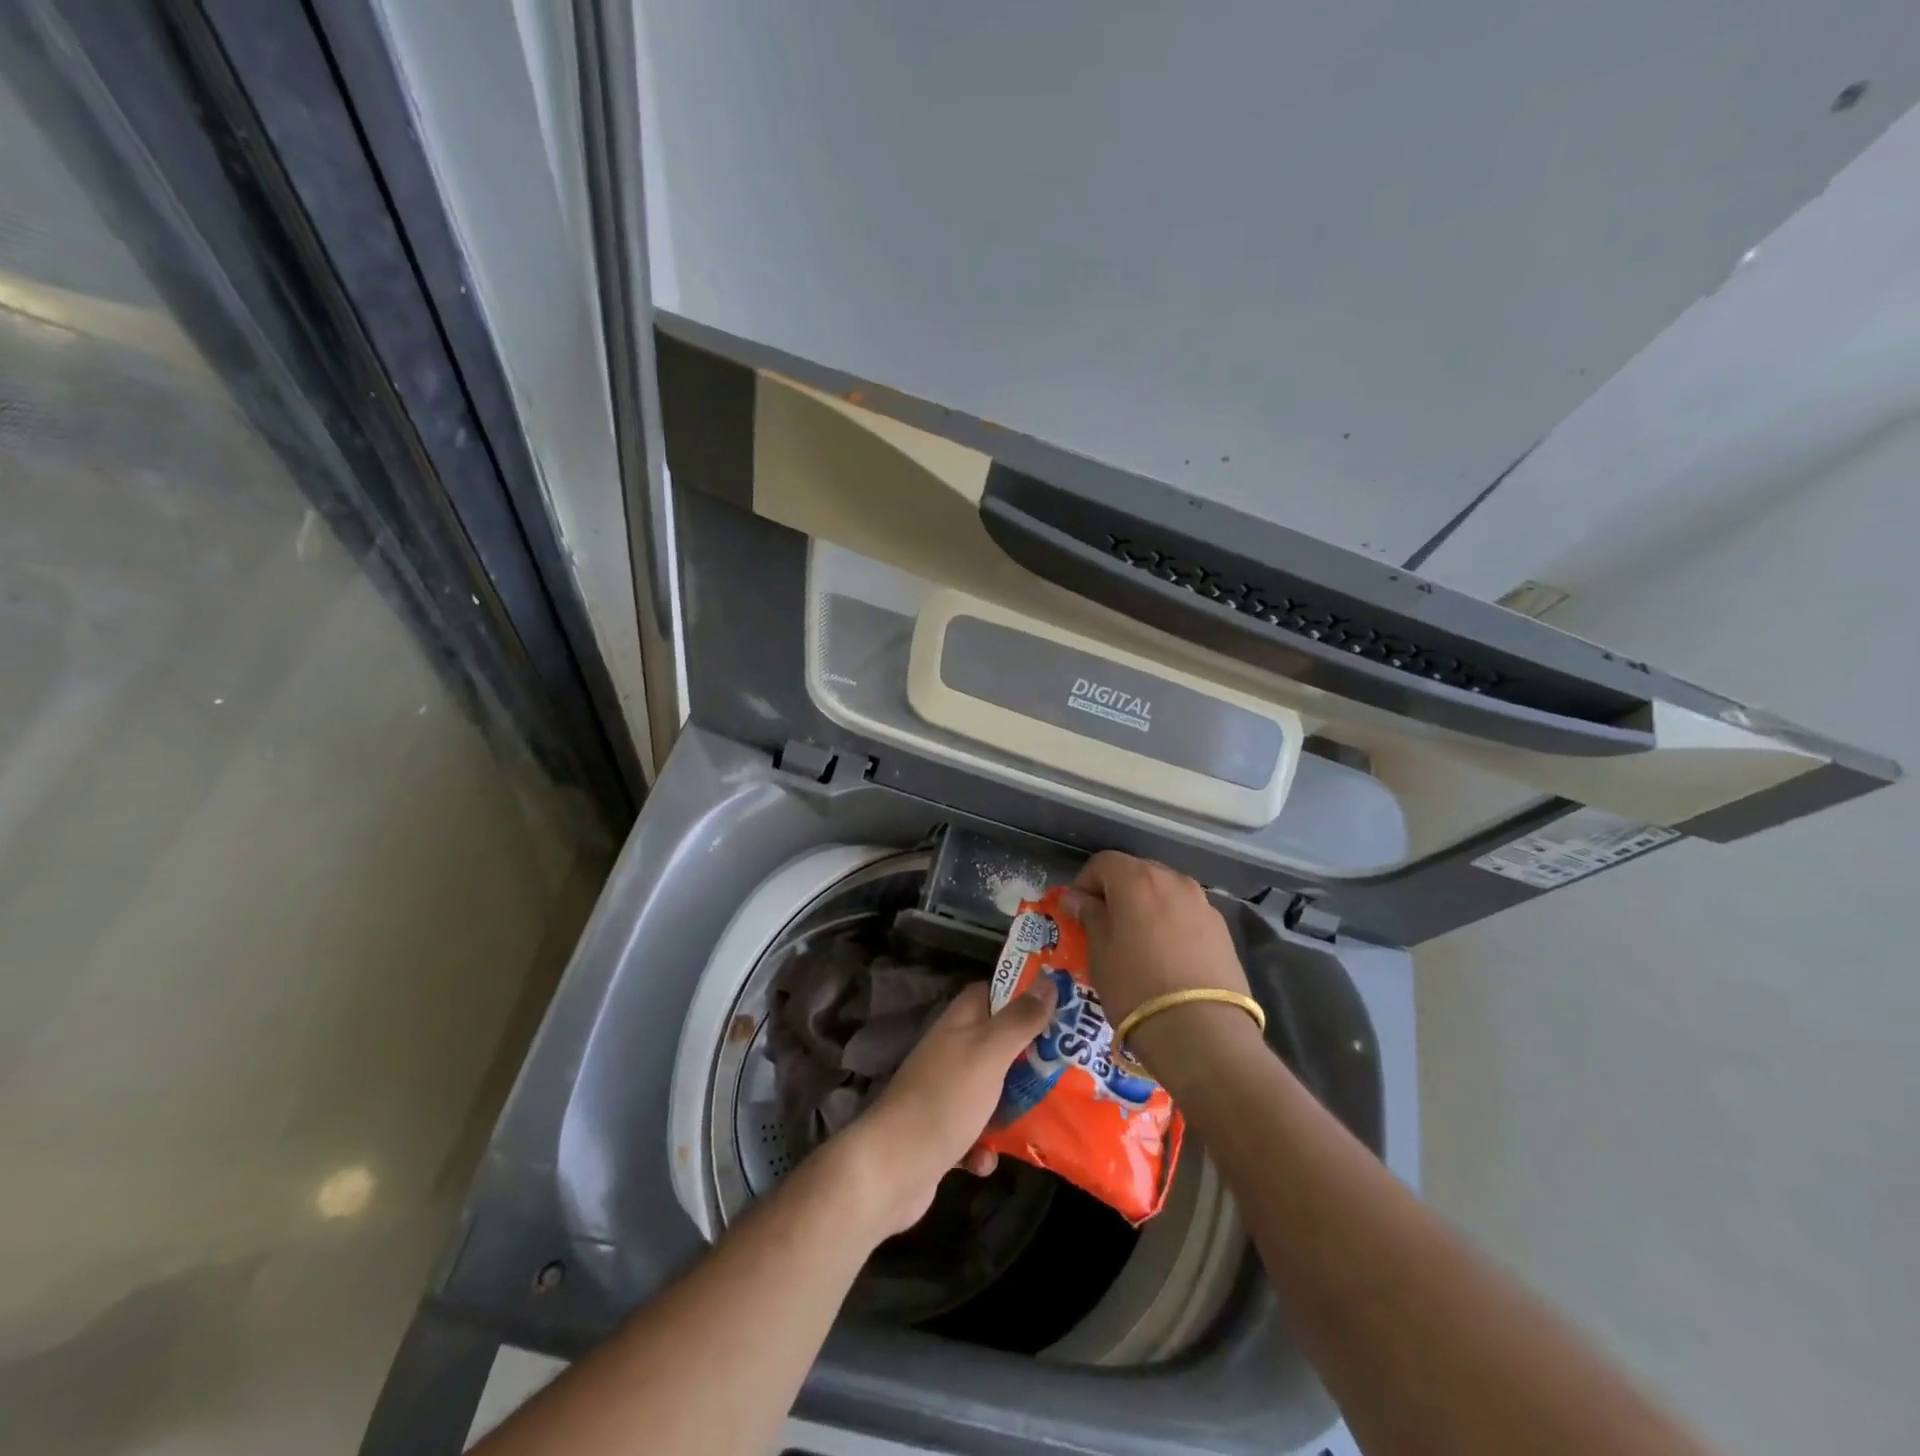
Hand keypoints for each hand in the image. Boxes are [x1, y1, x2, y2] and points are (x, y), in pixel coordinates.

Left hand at [834, 981, 1053, 1237]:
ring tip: (1046, 1117)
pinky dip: (986, 1148)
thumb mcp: (989, 1053)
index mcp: (960, 1023)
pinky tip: (986, 1160)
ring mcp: (946, 1092)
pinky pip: (977, 1133)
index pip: (995, 992)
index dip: (1026, 995)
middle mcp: (953, 1051)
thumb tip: (1049, 982)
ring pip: (993, 1090)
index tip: (1063, 1006)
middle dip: (1031, 1057)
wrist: (892, 1169)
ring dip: (1013, 1107)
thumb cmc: (944, 1099)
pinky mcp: (944, 1132)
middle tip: (1068, 1066)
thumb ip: (1019, 1020)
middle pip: (1001, 1043)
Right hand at [1058, 849, 1251, 1025]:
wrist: (1201, 1031)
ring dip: (1147, 907)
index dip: (1085, 883)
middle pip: (1137, 872)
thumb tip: (1077, 898)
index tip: (1076, 911)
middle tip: (1105, 925)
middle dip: (1117, 892)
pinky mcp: (1222, 929)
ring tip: (1138, 943)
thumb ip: (1089, 915)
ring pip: (1165, 893)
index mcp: (1137, 879)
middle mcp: (1173, 880)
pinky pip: (1187, 915)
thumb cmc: (1135, 985)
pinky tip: (1167, 957)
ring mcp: (1202, 903)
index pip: (1103, 862)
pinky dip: (1172, 924)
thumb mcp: (1099, 951)